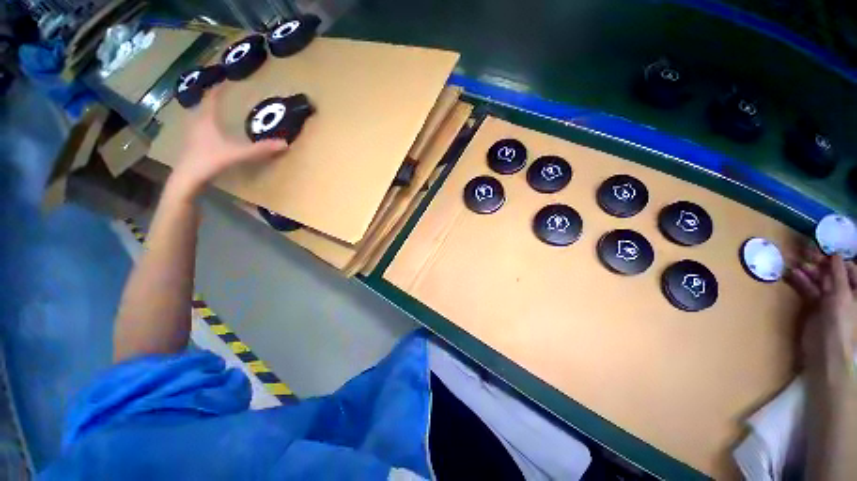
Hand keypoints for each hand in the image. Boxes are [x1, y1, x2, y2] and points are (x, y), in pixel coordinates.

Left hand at [169, 84, 287, 197]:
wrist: (188, 178)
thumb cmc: (210, 160)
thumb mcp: (238, 154)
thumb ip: (260, 149)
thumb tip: (285, 144)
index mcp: (206, 119)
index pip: (212, 98)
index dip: (219, 89)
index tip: (226, 80)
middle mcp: (196, 122)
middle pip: (203, 105)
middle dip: (212, 98)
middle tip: (221, 94)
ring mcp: (191, 133)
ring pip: (199, 116)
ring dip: (207, 110)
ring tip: (216, 110)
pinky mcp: (191, 144)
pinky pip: (198, 127)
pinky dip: (205, 123)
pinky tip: (210, 131)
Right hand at [787, 250, 855, 378]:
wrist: (826, 349)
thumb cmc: (841, 320)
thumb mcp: (842, 294)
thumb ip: (838, 274)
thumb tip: (834, 254)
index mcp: (855, 289)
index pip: (848, 267)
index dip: (836, 258)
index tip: (822, 249)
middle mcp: (844, 291)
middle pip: (832, 272)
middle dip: (819, 263)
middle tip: (804, 252)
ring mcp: (829, 299)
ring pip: (818, 280)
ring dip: (807, 271)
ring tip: (794, 262)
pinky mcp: (815, 305)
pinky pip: (808, 289)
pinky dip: (800, 281)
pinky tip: (792, 274)